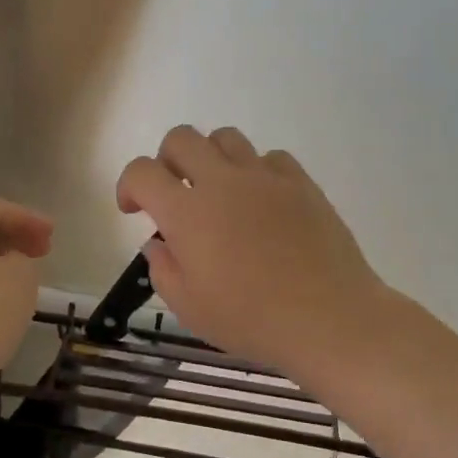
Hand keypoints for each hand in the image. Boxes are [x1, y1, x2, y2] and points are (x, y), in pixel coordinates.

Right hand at [116, 126, 392, 374]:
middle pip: (182, 138)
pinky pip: (270, 157)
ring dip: (211, 157)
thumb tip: (159, 243)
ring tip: (219, 192)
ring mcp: (265, 177)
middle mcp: (223, 182)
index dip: (128, 185)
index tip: (134, 209)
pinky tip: (262, 202)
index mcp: (188, 213)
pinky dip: (256, 171)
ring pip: (226, 137)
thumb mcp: (190, 308)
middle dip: (167, 160)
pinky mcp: (301, 182)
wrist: (328, 318)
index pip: (142, 172)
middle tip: (174, 193)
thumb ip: (163, 269)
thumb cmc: (252, 320)